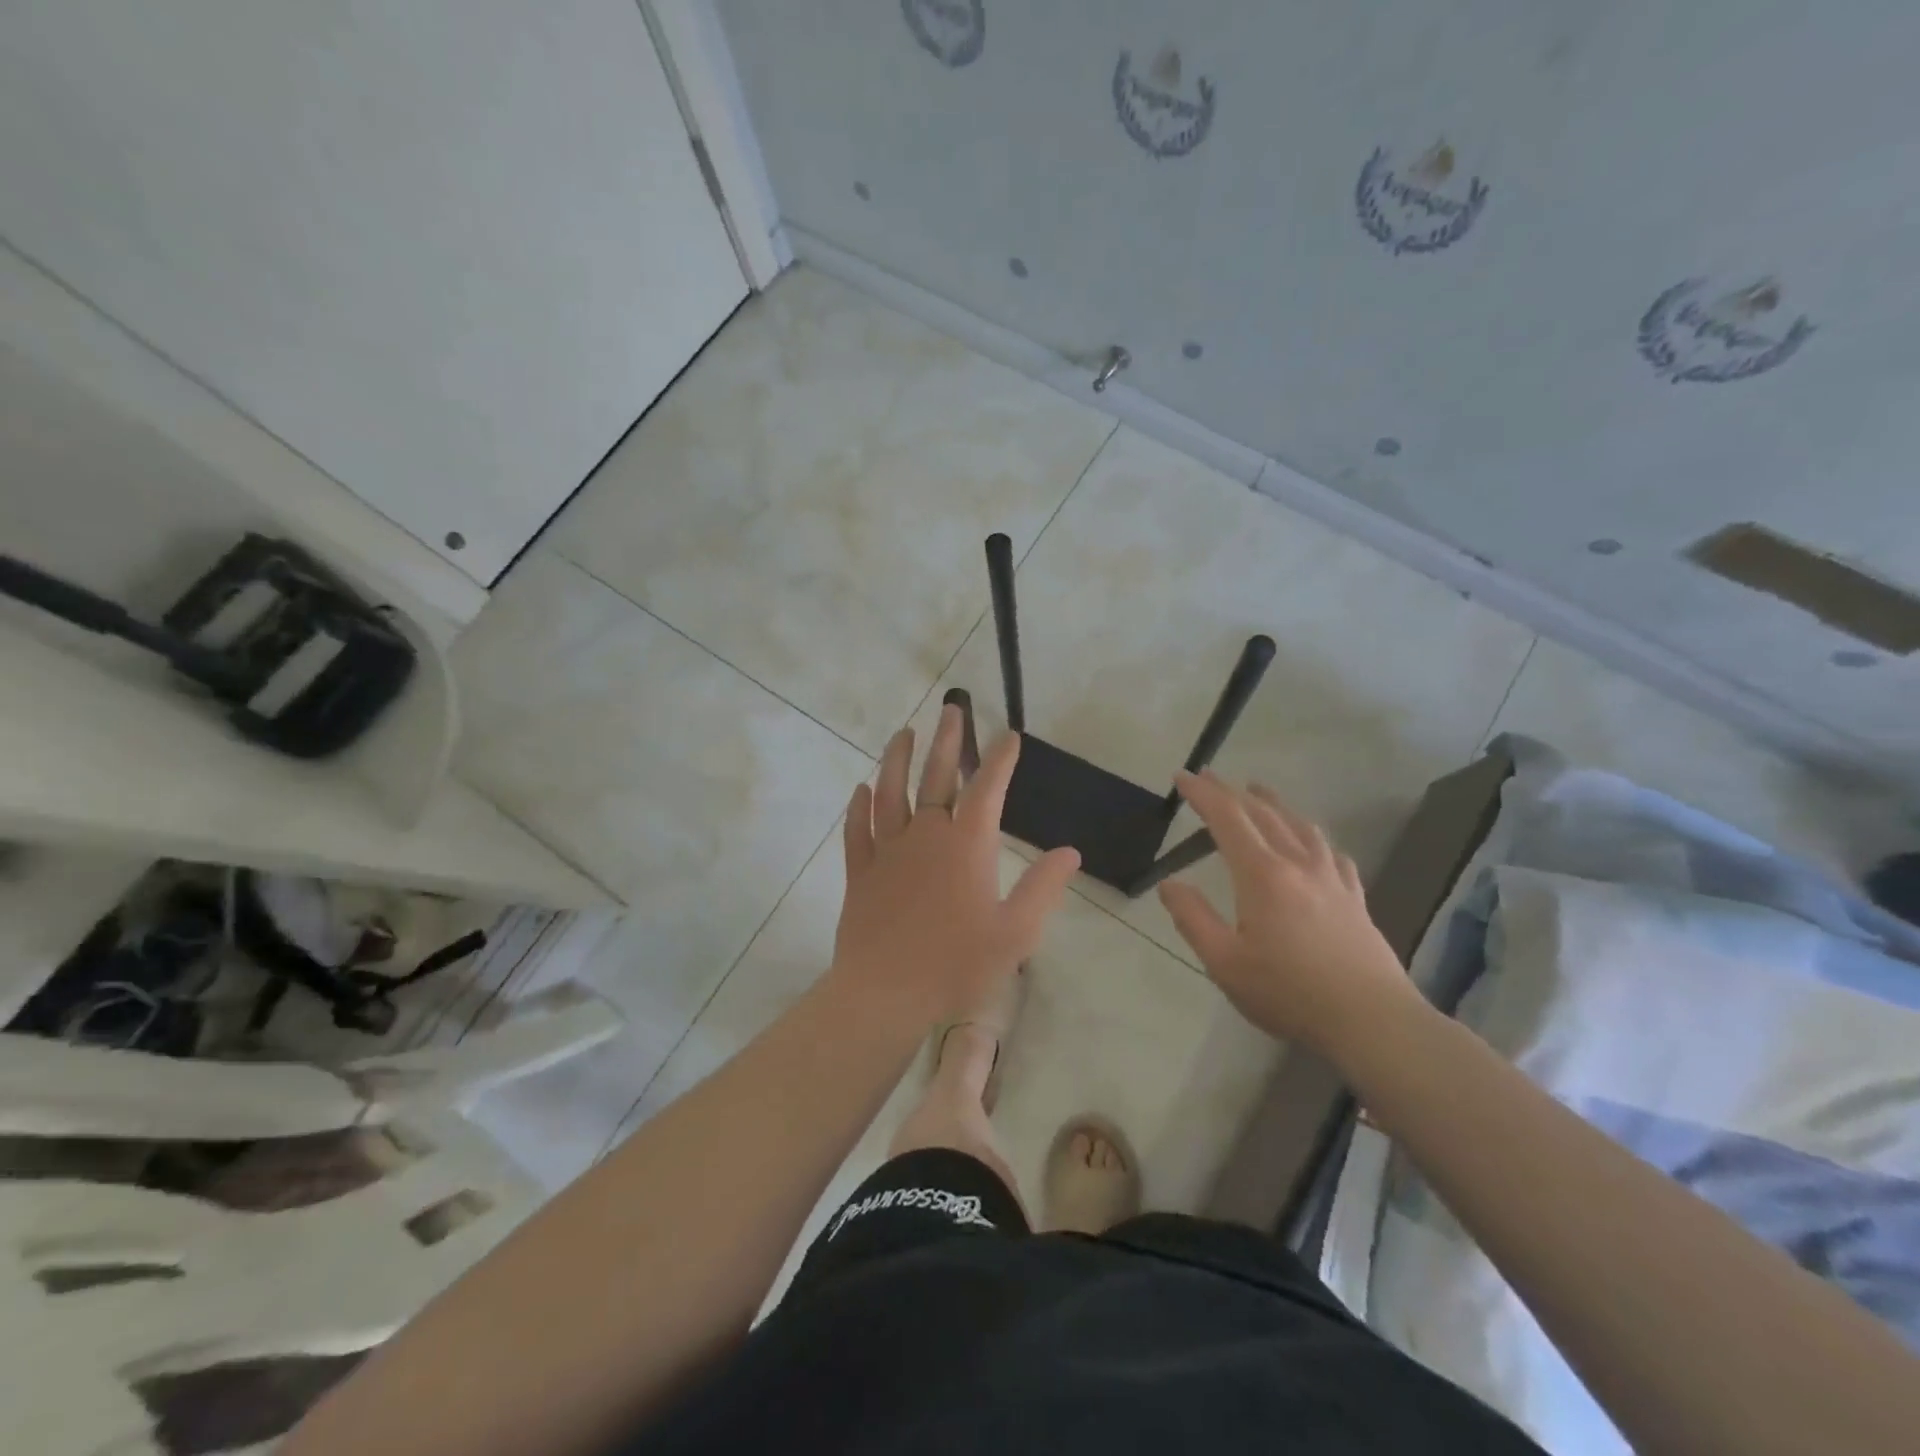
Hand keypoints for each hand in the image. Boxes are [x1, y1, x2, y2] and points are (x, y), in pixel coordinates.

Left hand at [831, 705, 1080, 1028]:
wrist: (885, 994)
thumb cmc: (956, 965)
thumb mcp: (1016, 933)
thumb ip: (1043, 888)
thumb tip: (1069, 852)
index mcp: (966, 846)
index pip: (987, 789)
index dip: (999, 759)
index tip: (1008, 734)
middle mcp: (926, 836)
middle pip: (936, 777)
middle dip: (948, 741)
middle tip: (951, 709)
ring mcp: (888, 851)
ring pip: (890, 793)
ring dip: (896, 759)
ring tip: (903, 733)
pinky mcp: (860, 872)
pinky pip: (858, 830)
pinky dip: (859, 807)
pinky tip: (860, 790)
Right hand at [1156, 771, 1420, 1056]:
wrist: (1372, 1020)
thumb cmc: (1289, 992)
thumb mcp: (1225, 963)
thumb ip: (1193, 919)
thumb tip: (1169, 884)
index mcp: (1262, 875)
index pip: (1227, 819)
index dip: (1202, 794)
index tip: (1182, 776)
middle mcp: (1297, 864)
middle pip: (1262, 814)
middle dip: (1231, 791)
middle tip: (1209, 777)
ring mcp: (1331, 878)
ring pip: (1300, 825)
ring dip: (1274, 804)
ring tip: (1259, 792)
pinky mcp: (1354, 897)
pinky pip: (1331, 853)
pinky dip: (1312, 836)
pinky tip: (1313, 843)